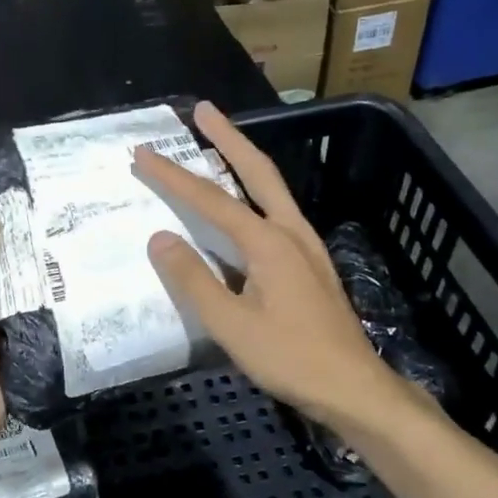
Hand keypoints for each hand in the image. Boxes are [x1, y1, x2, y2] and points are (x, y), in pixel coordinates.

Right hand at [134, 102, 394, 427]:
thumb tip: (160, 237)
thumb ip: (193, 280)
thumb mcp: (231, 325)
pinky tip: (245, 206)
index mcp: (269, 243)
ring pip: (272, 189)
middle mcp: (291, 232)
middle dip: (228, 137)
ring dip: (244, 160)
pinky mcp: (311, 264)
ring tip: (219, 143)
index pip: (211, 200)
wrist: (354, 388)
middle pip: (257, 171)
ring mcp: (306, 246)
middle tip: (204, 109)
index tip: (143, 153)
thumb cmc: (291, 358)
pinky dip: (255, 192)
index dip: (174, 176)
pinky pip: (277, 212)